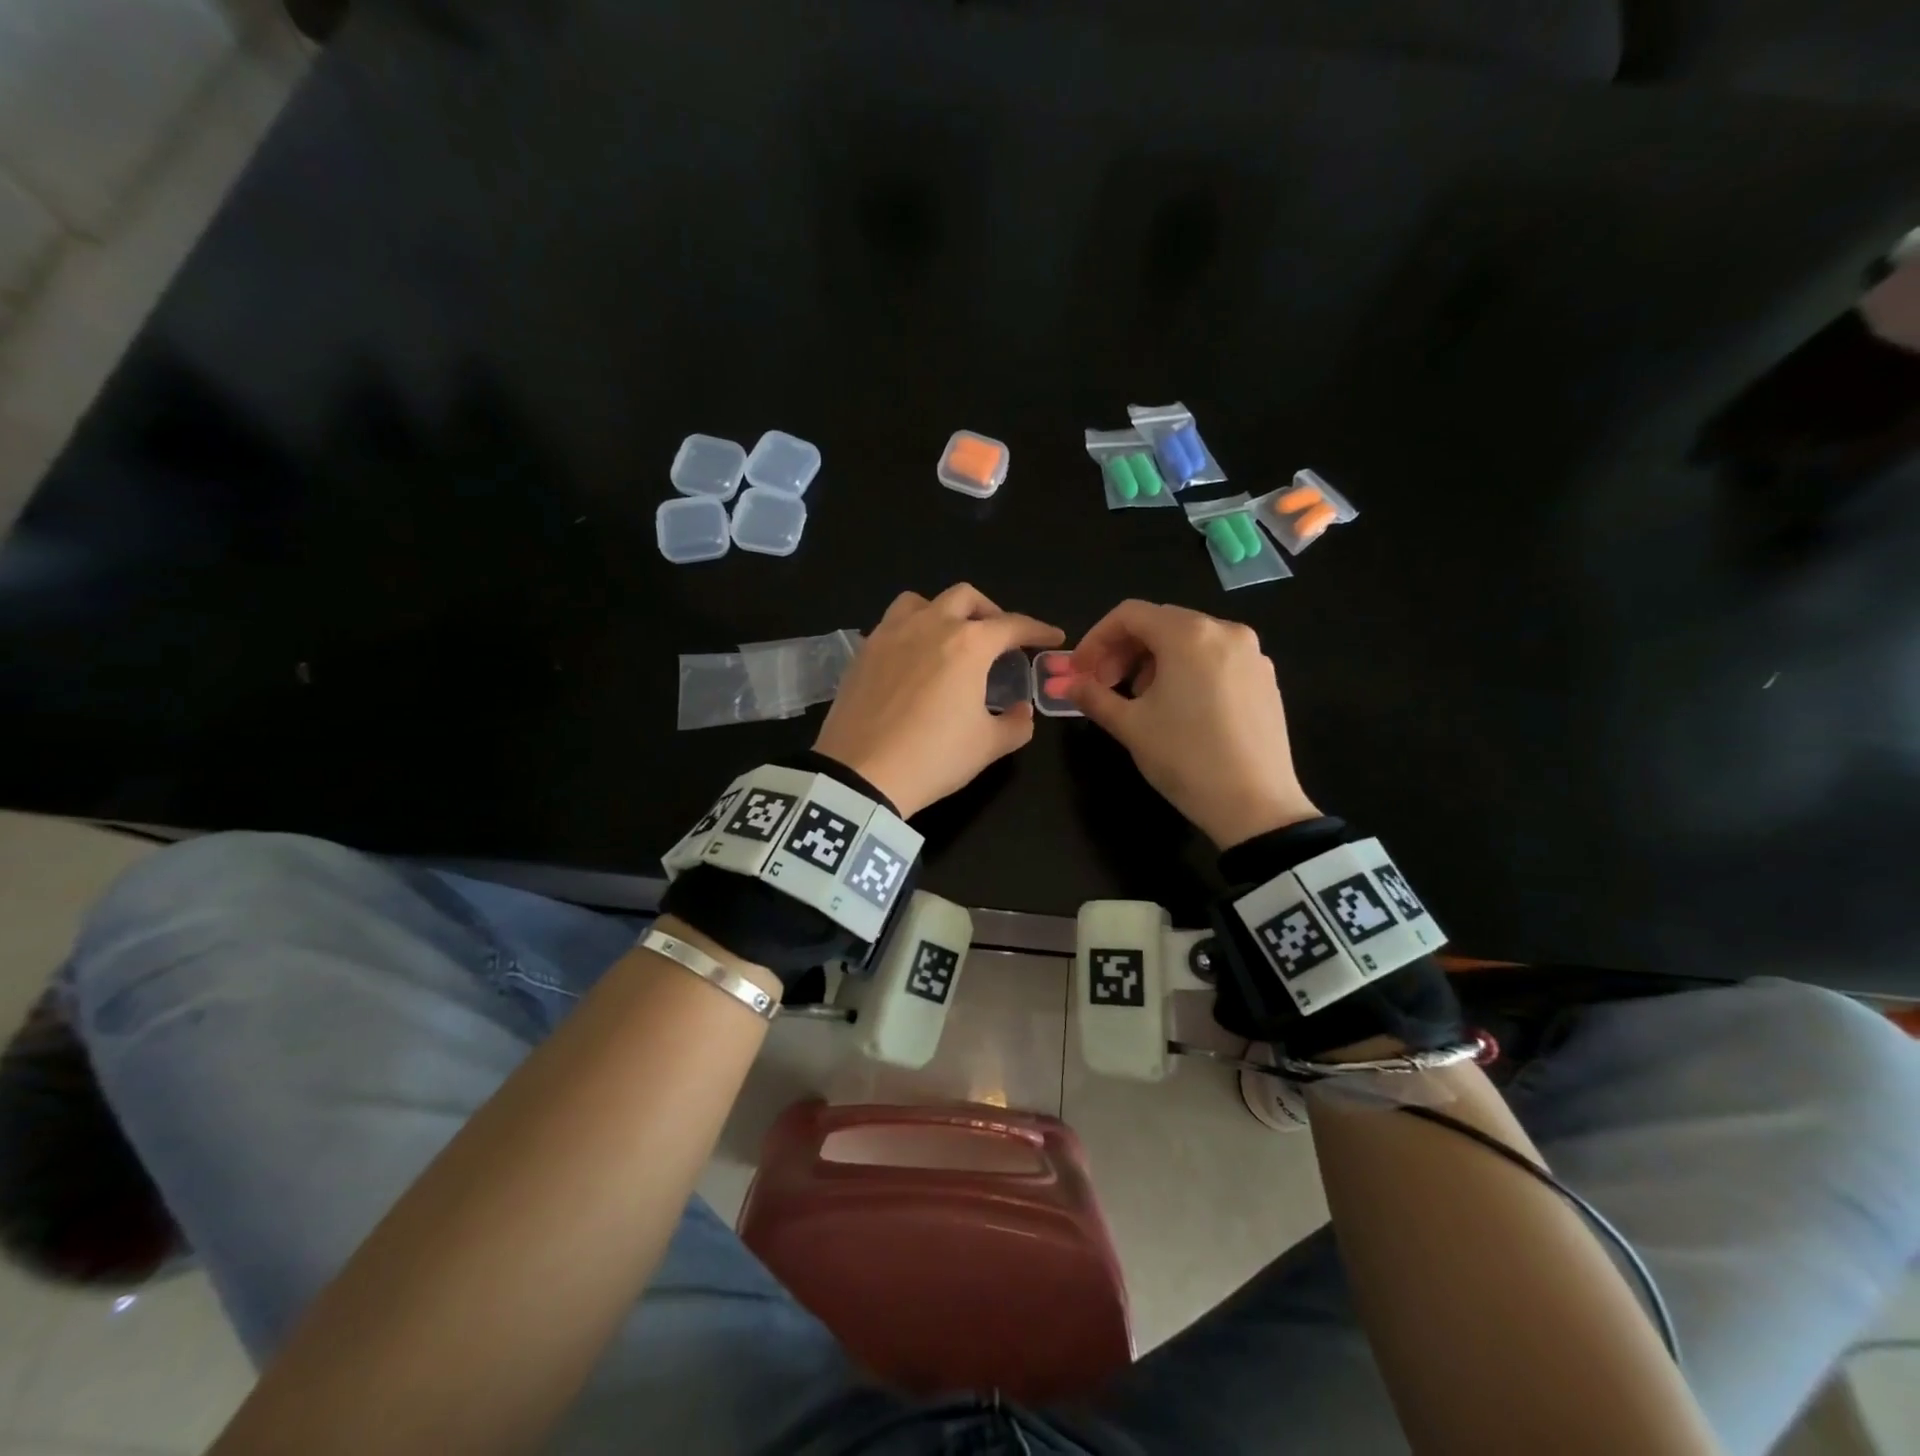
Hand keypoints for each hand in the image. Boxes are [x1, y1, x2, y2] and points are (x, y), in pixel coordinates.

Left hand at [815, 584, 1064, 817]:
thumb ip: (1016, 724)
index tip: (1053, 637)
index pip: (1012, 625)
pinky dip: (910, 630)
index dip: (1038, 630)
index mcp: (968, 644)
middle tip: (998, 638)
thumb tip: (1020, 710)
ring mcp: (890, 634)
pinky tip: (913, 658)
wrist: (860, 774)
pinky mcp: (863, 651)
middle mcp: (930, 625)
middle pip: (965, 598)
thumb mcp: (988, 746)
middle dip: (990, 612)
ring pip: (922, 601)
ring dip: (944, 611)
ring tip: (950, 638)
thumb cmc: (934, 757)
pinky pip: (891, 624)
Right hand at [1066, 600, 1319, 847]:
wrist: (1256, 805)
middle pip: (1160, 623)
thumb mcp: (1130, 726)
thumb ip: (1093, 696)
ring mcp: (1251, 654)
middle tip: (1103, 685)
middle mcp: (1225, 631)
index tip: (1079, 672)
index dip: (1095, 639)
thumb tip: (1066, 684)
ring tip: (1139, 700)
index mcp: (1189, 635)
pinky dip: (1186, 670)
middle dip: (1123, 650)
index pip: (1129, 615)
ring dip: (1153, 661)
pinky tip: (1178, 708)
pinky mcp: (1265, 678)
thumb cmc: (1185, 759)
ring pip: (1188, 640)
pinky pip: (1215, 658)